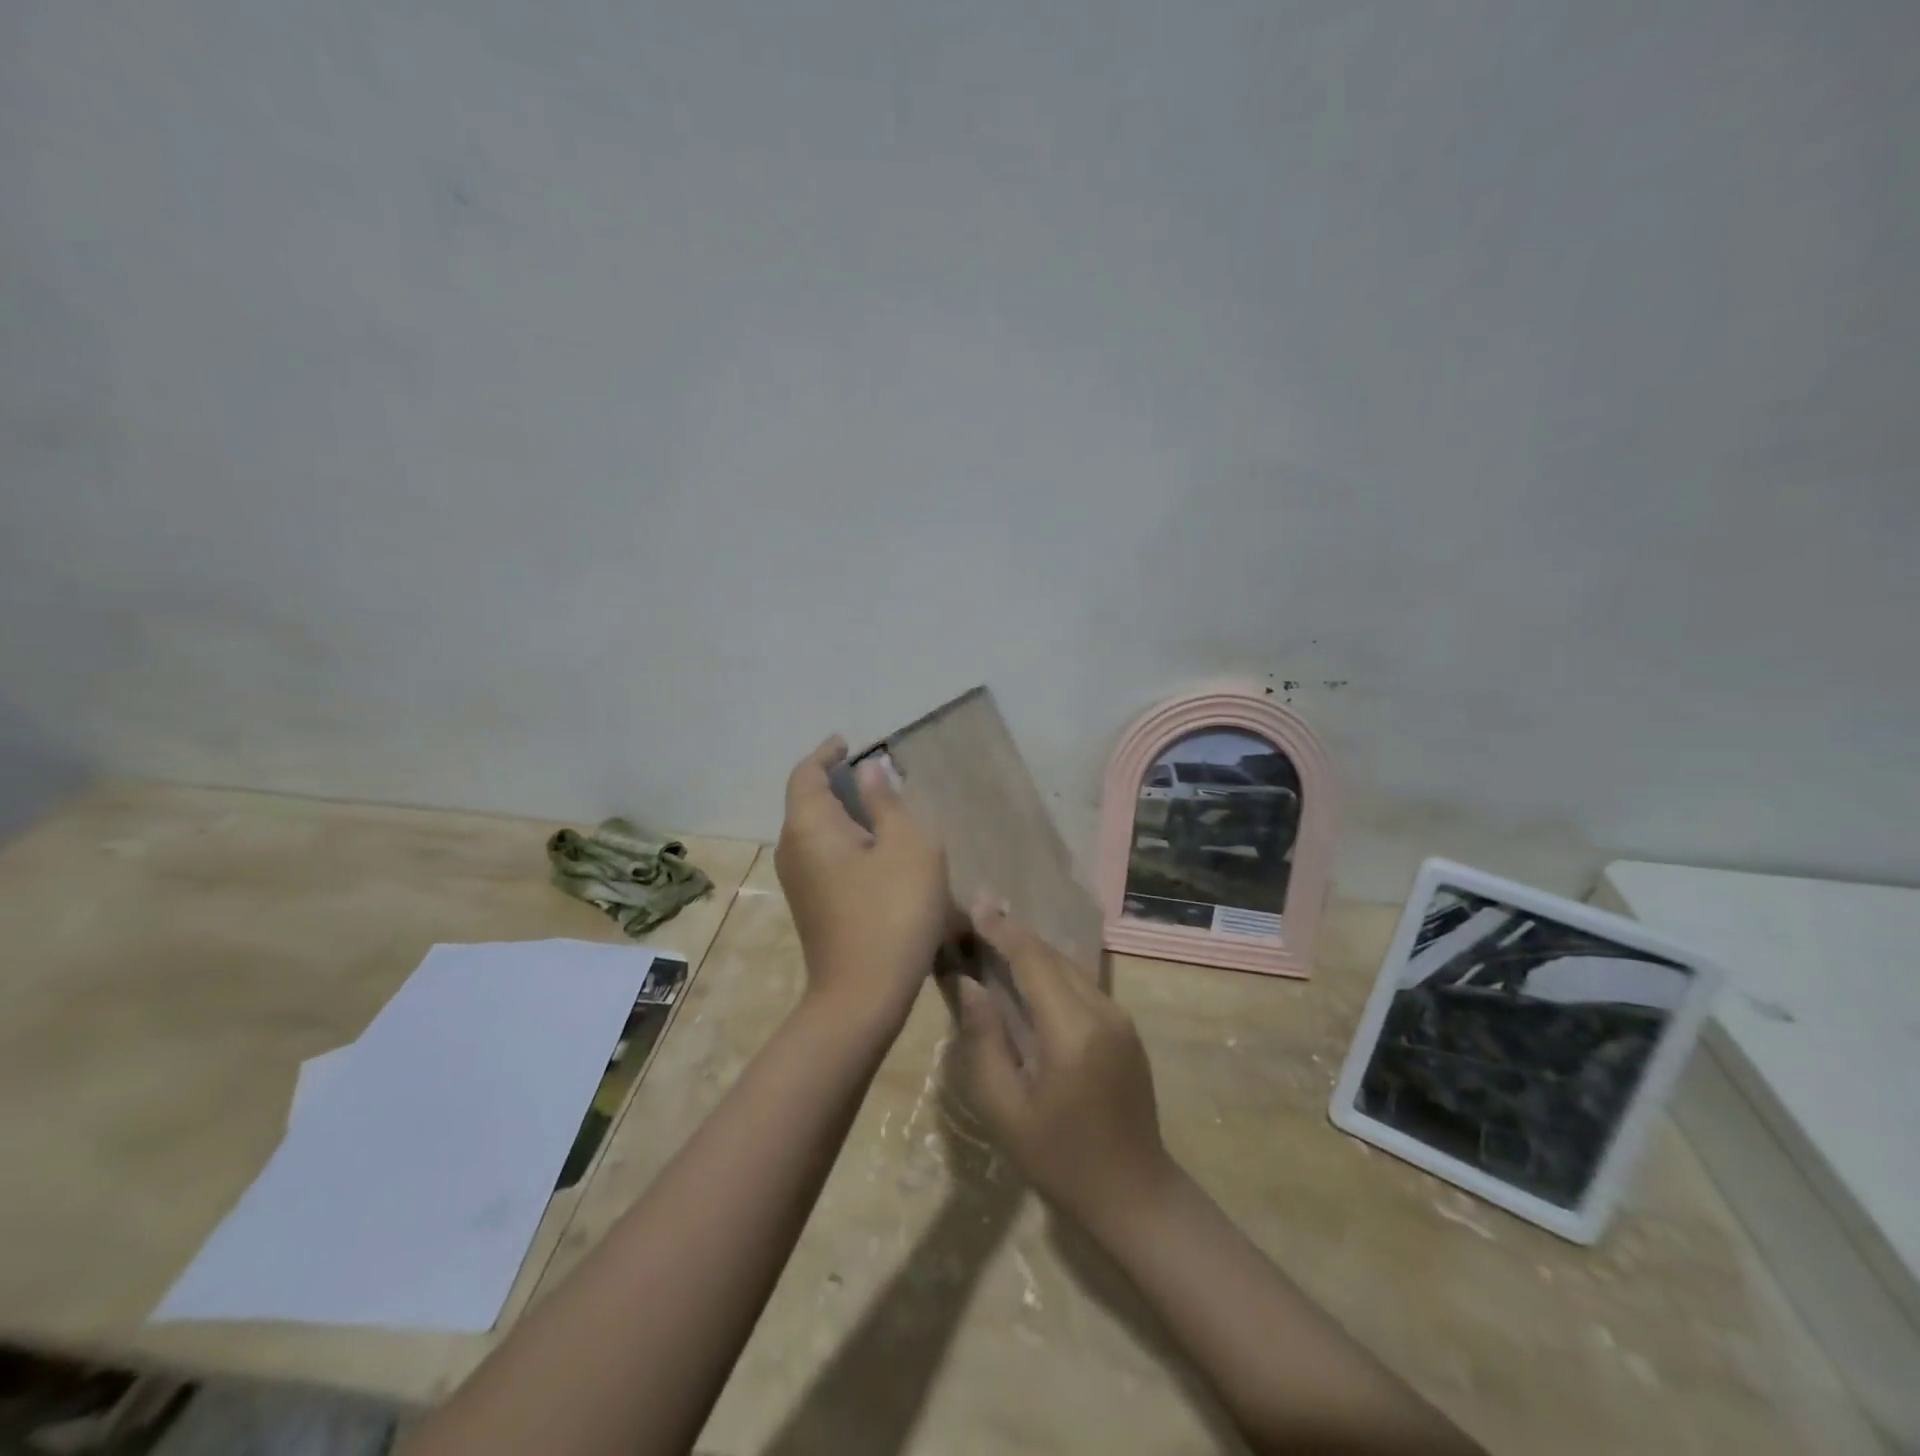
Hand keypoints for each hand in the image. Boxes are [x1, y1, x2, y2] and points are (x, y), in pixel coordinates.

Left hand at [774, 737, 949, 1032]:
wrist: (863, 995)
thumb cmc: (893, 910)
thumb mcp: (907, 846)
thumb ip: (887, 802)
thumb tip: (869, 771)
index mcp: (810, 826)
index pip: (807, 773)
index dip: (826, 753)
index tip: (847, 743)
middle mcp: (793, 848)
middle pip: (807, 801)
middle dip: (836, 782)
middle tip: (876, 775)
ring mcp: (798, 881)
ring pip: (815, 831)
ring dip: (843, 813)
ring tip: (882, 809)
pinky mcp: (811, 905)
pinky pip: (822, 855)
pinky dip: (844, 840)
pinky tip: (877, 851)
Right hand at [954, 902, 1174, 1236]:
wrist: (1135, 1195)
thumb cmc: (1060, 1159)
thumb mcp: (1005, 1109)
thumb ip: (984, 1041)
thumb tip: (969, 985)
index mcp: (1072, 1030)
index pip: (1033, 960)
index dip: (1002, 930)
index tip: (974, 907)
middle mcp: (1103, 1011)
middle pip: (1053, 956)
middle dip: (1014, 934)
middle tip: (977, 917)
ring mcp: (1120, 1018)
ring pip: (1070, 967)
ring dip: (1034, 951)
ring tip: (996, 938)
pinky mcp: (1125, 1029)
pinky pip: (1083, 985)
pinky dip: (1052, 972)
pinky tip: (1029, 977)